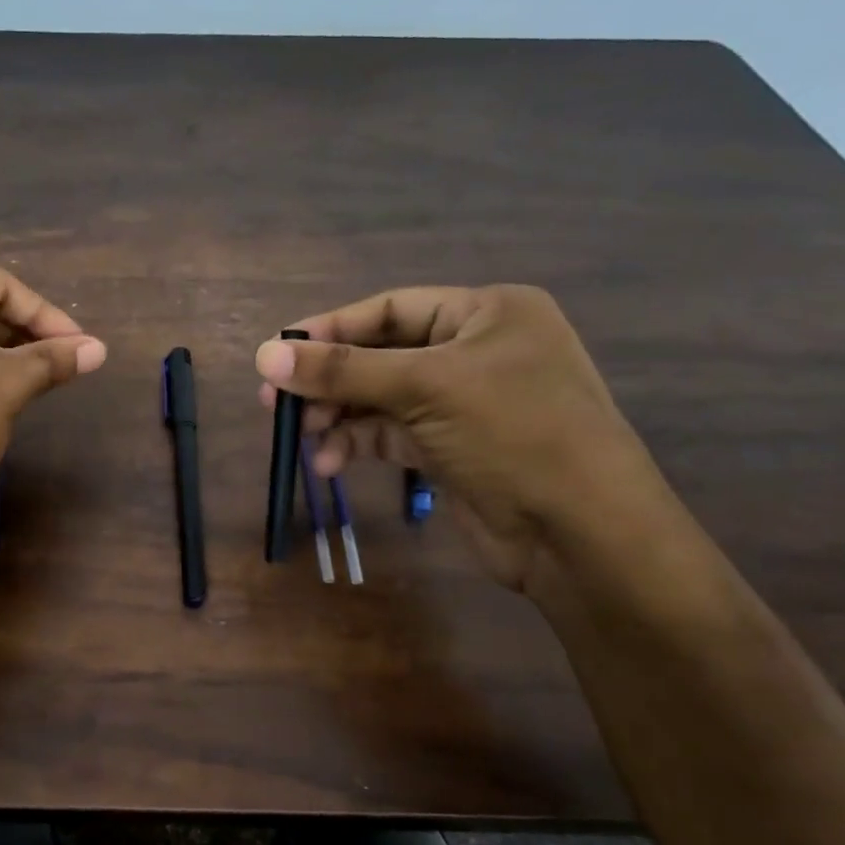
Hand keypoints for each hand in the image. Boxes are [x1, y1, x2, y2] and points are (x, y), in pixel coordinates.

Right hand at [255, 286, 663, 592]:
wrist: (582, 534)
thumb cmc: (515, 434)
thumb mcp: (426, 388)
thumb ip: (342, 371)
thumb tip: (263, 355)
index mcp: (486, 313)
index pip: (390, 309)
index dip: (331, 330)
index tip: (277, 353)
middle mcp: (475, 351)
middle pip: (380, 355)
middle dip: (329, 380)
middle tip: (275, 403)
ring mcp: (463, 403)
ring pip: (380, 399)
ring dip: (338, 416)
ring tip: (300, 437)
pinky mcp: (451, 449)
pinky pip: (390, 435)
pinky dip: (357, 444)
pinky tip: (328, 462)